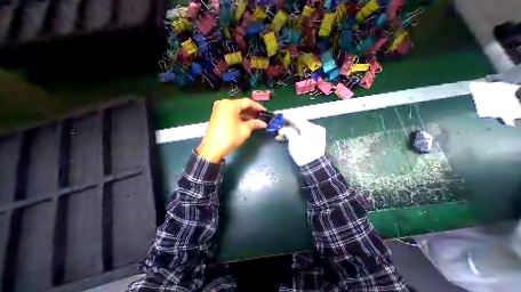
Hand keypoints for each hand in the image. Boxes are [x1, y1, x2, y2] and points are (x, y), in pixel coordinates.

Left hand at [197, 97, 265, 160]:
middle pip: (241, 105)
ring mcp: (219, 109)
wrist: (212, 149)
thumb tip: (263, 123)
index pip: (247, 102)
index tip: (265, 112)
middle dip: (252, 111)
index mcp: (230, 104)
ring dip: (246, 114)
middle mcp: (223, 103)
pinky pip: (231, 113)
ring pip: (236, 109)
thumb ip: (255, 123)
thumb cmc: (230, 137)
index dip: (258, 107)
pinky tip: (246, 121)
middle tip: (261, 117)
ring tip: (256, 120)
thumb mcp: (245, 130)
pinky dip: (239, 116)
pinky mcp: (217, 115)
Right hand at [276, 116, 323, 165]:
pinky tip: (286, 138)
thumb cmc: (303, 154)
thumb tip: (282, 129)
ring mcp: (315, 133)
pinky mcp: (314, 139)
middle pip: (298, 123)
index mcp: (310, 127)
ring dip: (289, 131)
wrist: (315, 167)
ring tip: (279, 134)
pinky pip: (303, 133)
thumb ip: (288, 132)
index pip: (296, 118)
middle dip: (286, 124)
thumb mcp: (293, 142)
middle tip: (277, 125)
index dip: (285, 116)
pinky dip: (295, 135)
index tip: (277, 114)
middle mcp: (314, 128)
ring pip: (299, 129)